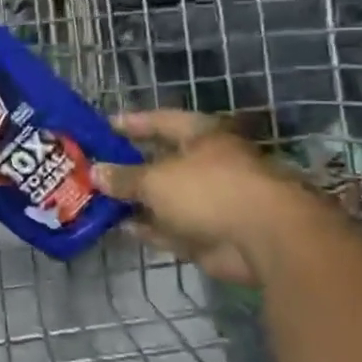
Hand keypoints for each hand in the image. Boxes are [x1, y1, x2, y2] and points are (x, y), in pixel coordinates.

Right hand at [90, 110, 311, 284]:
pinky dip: (150, 228)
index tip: (103, 126)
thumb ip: (124, 177)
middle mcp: (208, 165)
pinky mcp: (211, 234)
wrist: (267, 240)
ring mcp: (211, 202)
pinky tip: (122, 228)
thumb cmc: (210, 190)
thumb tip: (95, 172)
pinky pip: (172, 227)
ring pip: (165, 198)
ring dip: (136, 201)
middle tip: (94, 168)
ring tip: (99, 200)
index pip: (161, 121)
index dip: (132, 123)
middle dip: (129, 166)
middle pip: (162, 162)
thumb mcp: (155, 179)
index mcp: (202, 136)